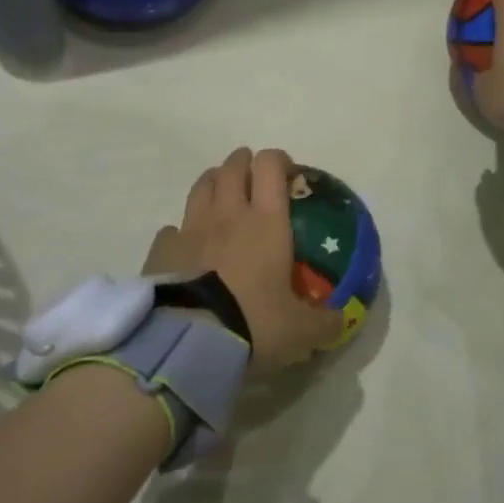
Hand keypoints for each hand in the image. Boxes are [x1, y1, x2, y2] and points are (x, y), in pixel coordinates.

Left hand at [143, 147, 342, 372]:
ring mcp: (191, 229)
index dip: (278, 161)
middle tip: (252, 176)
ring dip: (213, 183)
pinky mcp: (162, 250)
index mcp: (266, 222)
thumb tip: (340, 320)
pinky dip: (181, 231)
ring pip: (201, 187)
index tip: (287, 174)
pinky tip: (186, 245)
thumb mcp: (301, 331)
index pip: (270, 166)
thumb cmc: (253, 324)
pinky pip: (172, 229)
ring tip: (220, 194)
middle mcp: (228, 214)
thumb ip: (324, 322)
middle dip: (243, 163)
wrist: (190, 341)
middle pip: (232, 168)